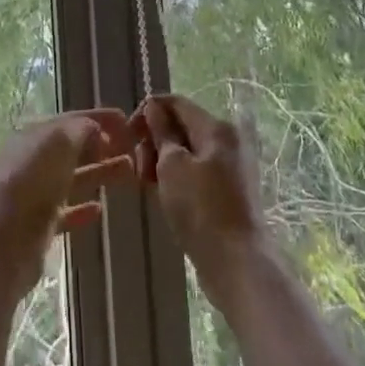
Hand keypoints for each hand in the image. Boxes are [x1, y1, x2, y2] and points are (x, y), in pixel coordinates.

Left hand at [0, 109, 137, 299]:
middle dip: (103, 145)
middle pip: (73, 149)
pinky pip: (66, 211)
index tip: (127, 121)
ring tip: (129, 171)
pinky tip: (99, 209)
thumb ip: (82, 129)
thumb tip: (97, 131)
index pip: (71, 120)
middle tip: (133, 148)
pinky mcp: (40, 224)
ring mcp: (35, 193)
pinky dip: (83, 207)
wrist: (7, 240)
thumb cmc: (34, 180)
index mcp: (33, 135)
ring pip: (73, 178)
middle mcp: (32, 161)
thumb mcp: (60, 141)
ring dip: (100, 172)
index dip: (99, 118)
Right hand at [135, 95, 267, 307]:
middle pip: (182, 126)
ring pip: (187, 151)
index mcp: (217, 128)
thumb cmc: (200, 209)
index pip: (176, 103)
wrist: (237, 262)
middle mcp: (228, 140)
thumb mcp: (172, 166)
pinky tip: (163, 193)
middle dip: (154, 140)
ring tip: (147, 184)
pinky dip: (177, 176)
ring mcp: (230, 166)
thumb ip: (161, 132)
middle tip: (138, 167)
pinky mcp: (229, 190)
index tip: (127, 133)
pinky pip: (196, 171)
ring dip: (163, 160)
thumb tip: (154, 107)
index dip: (148, 111)